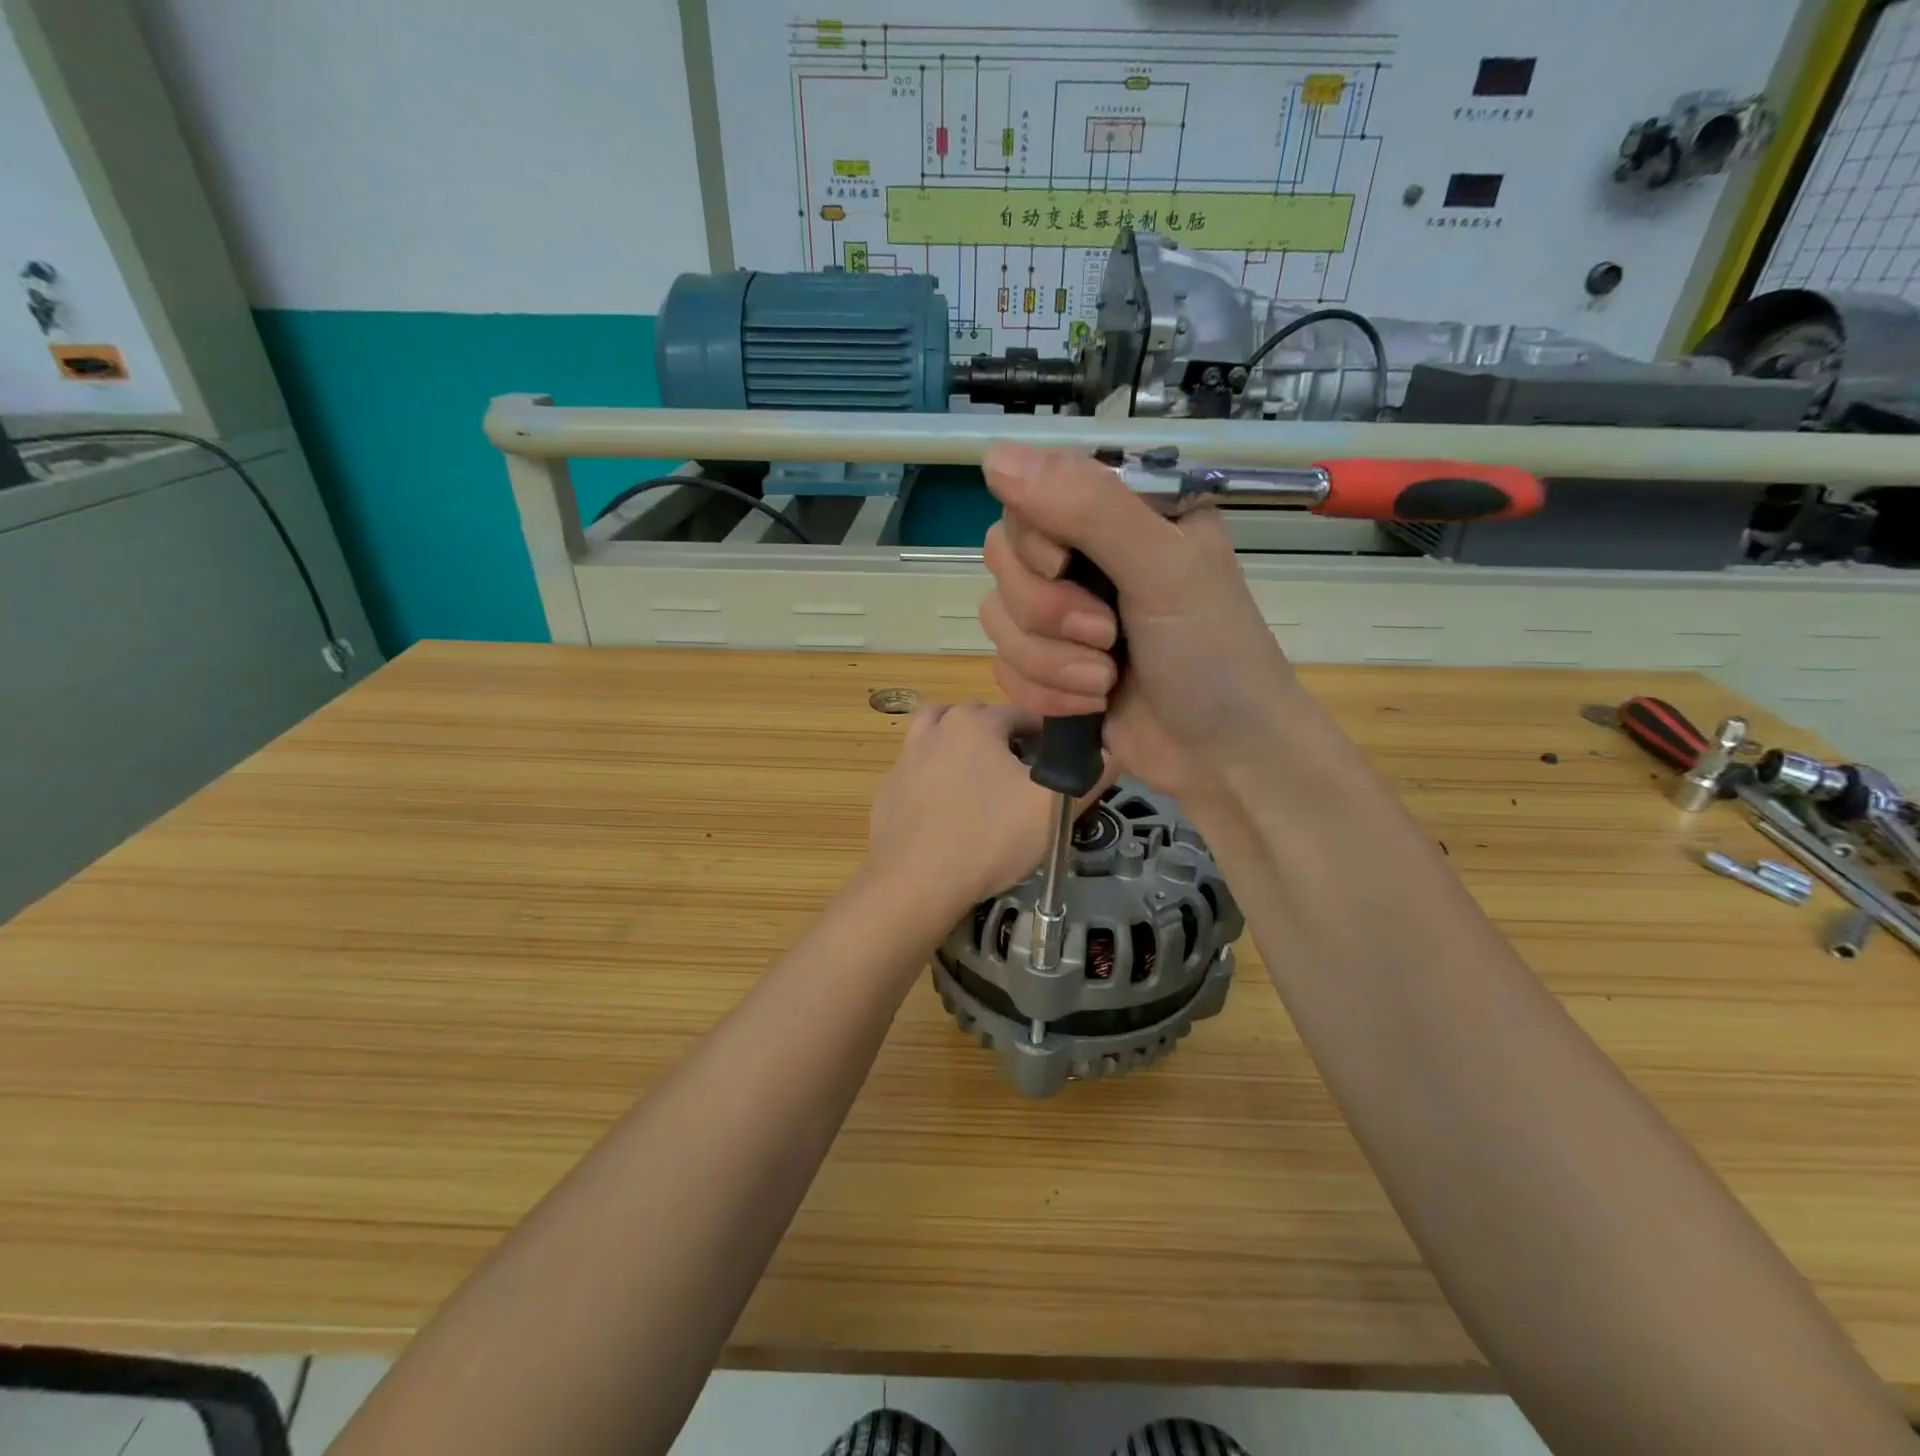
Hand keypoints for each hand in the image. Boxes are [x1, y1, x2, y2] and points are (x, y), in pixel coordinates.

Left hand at [865, 701, 1106, 919]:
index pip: (1022, 713)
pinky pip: (918, 768)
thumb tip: (1116, 753)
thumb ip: (1090, 776)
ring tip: (980, 778)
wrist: (915, 883)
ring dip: (961, 745)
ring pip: (939, 734)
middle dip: (1003, 737)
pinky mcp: (888, 788)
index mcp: (975, 723)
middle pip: (978, 719)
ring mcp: (905, 757)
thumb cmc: (989, 839)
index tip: (1058, 760)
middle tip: (1022, 774)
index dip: (1046, 734)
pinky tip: (948, 807)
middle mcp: (935, 728)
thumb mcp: (1052, 810)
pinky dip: (934, 774)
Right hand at [979, 443, 1308, 812]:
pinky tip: (1090, 704)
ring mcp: (1064, 613)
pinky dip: (1044, 692)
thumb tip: (996, 457)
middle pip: (1004, 558)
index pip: (1031, 494)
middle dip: (1048, 612)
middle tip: (1107, 636)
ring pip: (999, 617)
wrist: (1223, 757)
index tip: (1065, 568)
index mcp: (1122, 512)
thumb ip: (1090, 508)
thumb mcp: (1165, 569)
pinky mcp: (1049, 665)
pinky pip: (1003, 665)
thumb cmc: (1213, 654)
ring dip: (1050, 661)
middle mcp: (1087, 554)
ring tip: (1105, 681)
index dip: (1034, 538)